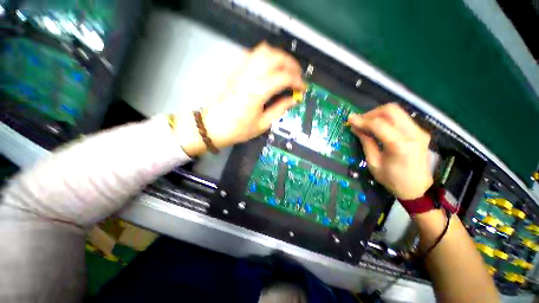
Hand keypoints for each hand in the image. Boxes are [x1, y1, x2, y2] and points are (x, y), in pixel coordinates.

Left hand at [175, 42, 304, 155]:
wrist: (213, 126)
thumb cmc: (238, 129)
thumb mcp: (262, 124)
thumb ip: (279, 109)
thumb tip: (293, 100)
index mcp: (257, 92)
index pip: (283, 78)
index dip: (297, 81)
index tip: (302, 88)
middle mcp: (248, 76)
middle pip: (275, 57)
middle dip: (291, 64)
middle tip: (297, 75)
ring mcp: (239, 70)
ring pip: (263, 50)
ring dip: (278, 57)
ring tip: (284, 69)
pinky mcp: (233, 69)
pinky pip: (251, 54)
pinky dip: (264, 57)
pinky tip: (267, 68)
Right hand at [347, 103, 432, 199]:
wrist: (417, 189)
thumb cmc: (392, 180)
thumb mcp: (373, 163)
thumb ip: (366, 142)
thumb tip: (355, 128)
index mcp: (400, 145)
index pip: (378, 124)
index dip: (361, 120)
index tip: (350, 119)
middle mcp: (413, 134)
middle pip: (391, 110)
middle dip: (371, 113)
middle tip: (360, 121)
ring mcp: (419, 131)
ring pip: (397, 111)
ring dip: (378, 114)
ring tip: (367, 124)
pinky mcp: (420, 131)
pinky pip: (401, 118)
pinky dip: (387, 119)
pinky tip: (379, 127)